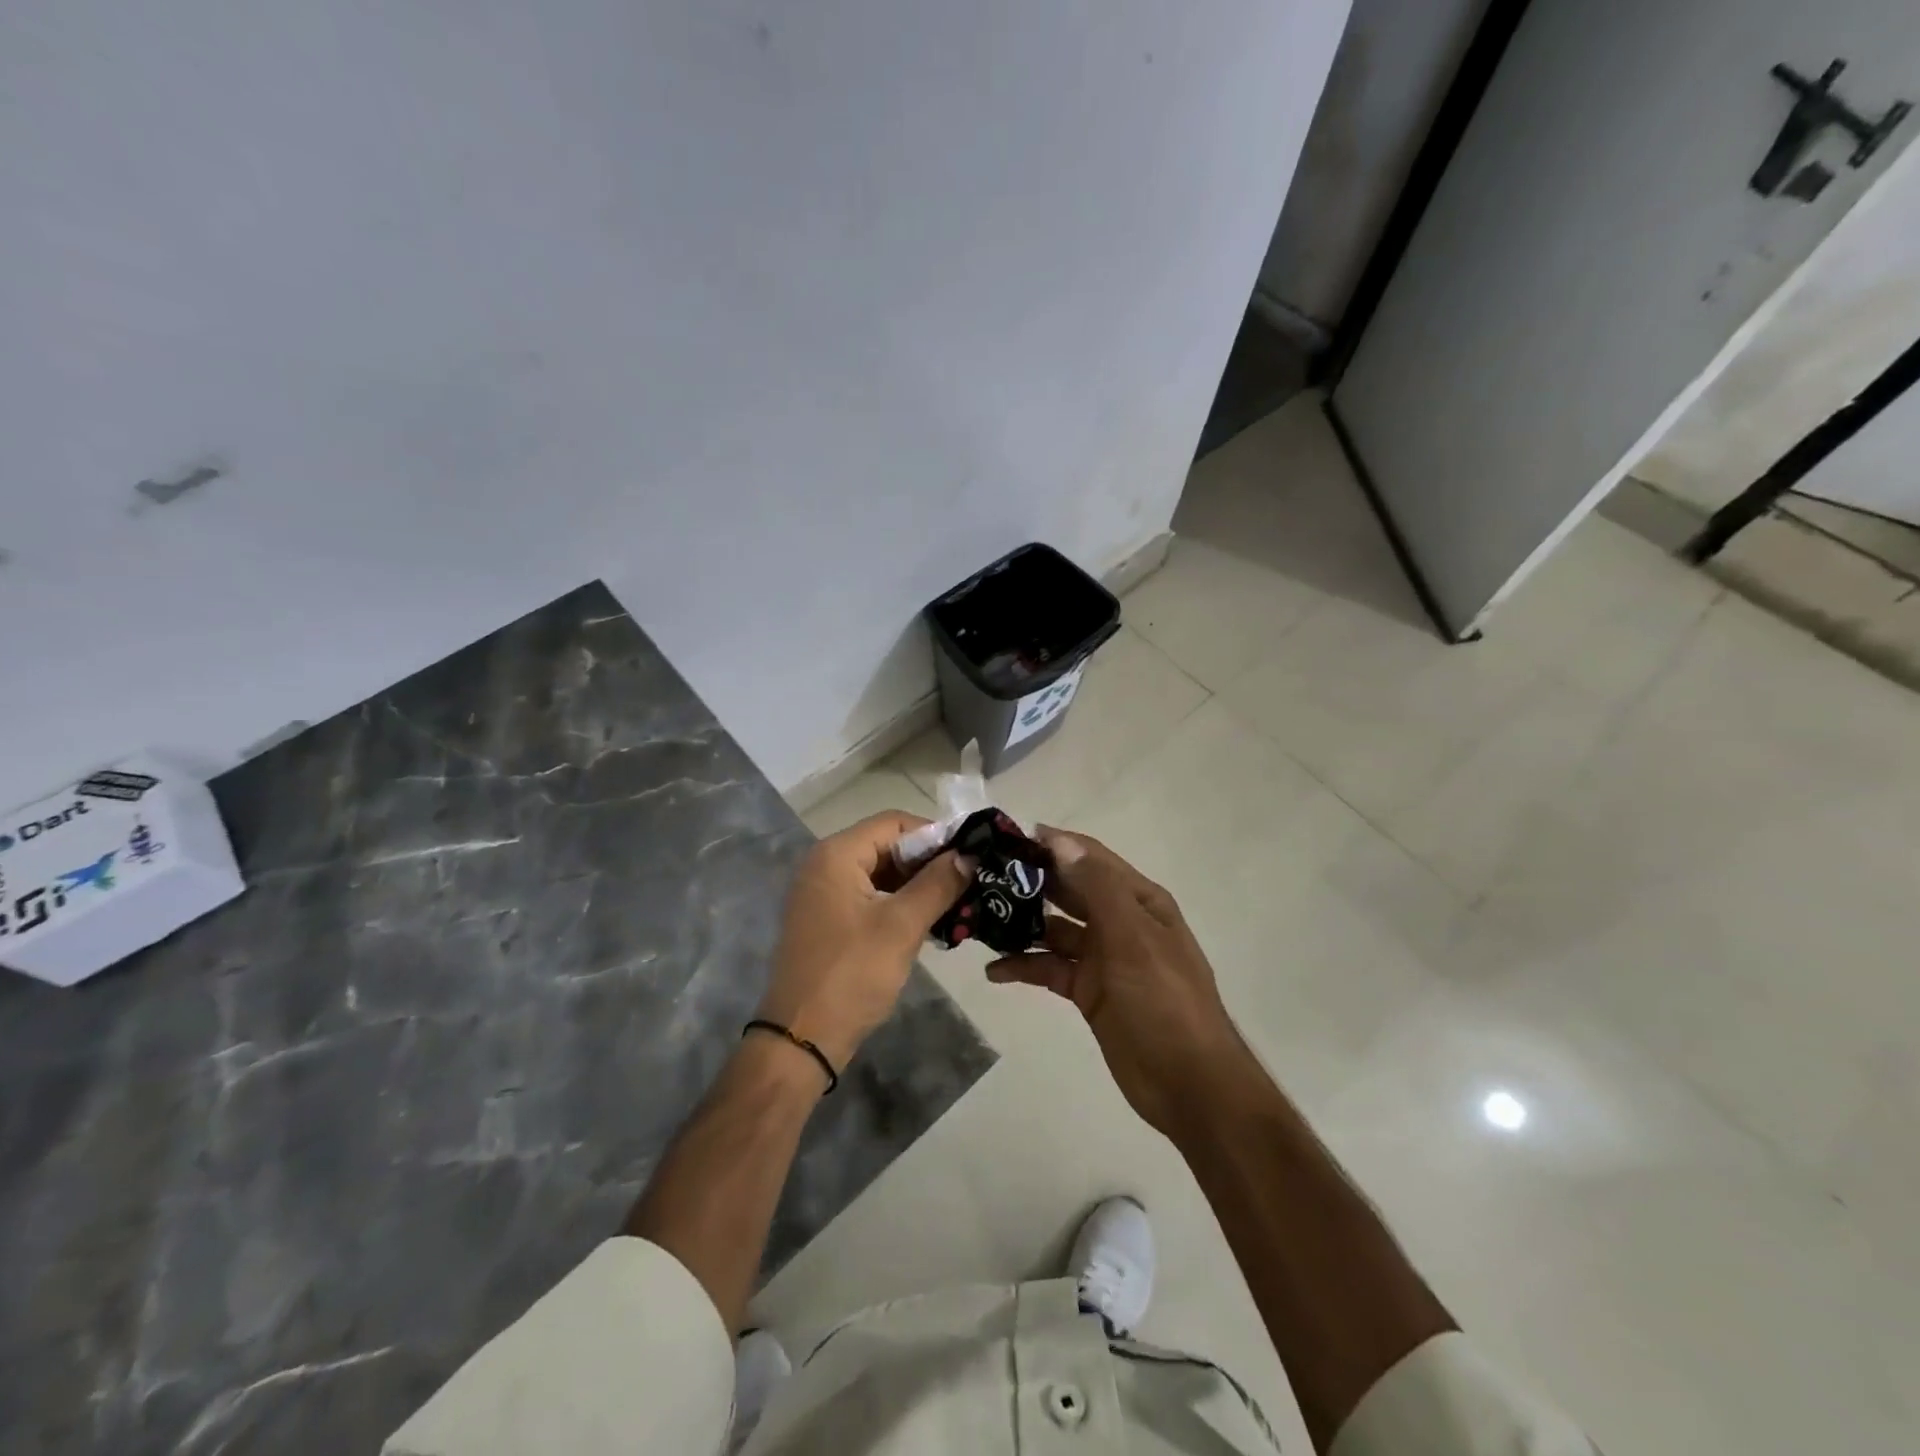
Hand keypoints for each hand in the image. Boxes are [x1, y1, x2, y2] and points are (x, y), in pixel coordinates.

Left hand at [759, 812, 971, 1074]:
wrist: (801, 1039)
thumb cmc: (851, 975)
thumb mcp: (901, 926)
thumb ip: (938, 883)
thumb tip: (969, 854)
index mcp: (836, 854)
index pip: (894, 822)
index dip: (936, 834)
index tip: (971, 856)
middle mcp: (825, 864)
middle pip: (887, 845)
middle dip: (929, 862)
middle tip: (969, 882)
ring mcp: (823, 893)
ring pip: (881, 873)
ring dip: (918, 885)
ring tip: (958, 903)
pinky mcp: (827, 920)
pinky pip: (870, 896)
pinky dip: (899, 903)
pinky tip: (931, 921)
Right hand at [987, 828, 1249, 1137]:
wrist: (1188, 1083)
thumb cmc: (1163, 1000)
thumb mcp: (1132, 937)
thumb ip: (1096, 887)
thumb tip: (1058, 841)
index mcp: (1138, 900)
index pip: (1090, 857)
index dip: (1053, 844)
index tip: (1006, 836)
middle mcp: (1119, 920)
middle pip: (1069, 890)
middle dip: (1030, 881)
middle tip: (981, 875)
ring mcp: (1103, 957)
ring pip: (1055, 930)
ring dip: (1022, 924)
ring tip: (979, 920)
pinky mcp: (1088, 990)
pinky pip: (1050, 968)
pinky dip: (1025, 966)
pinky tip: (994, 971)